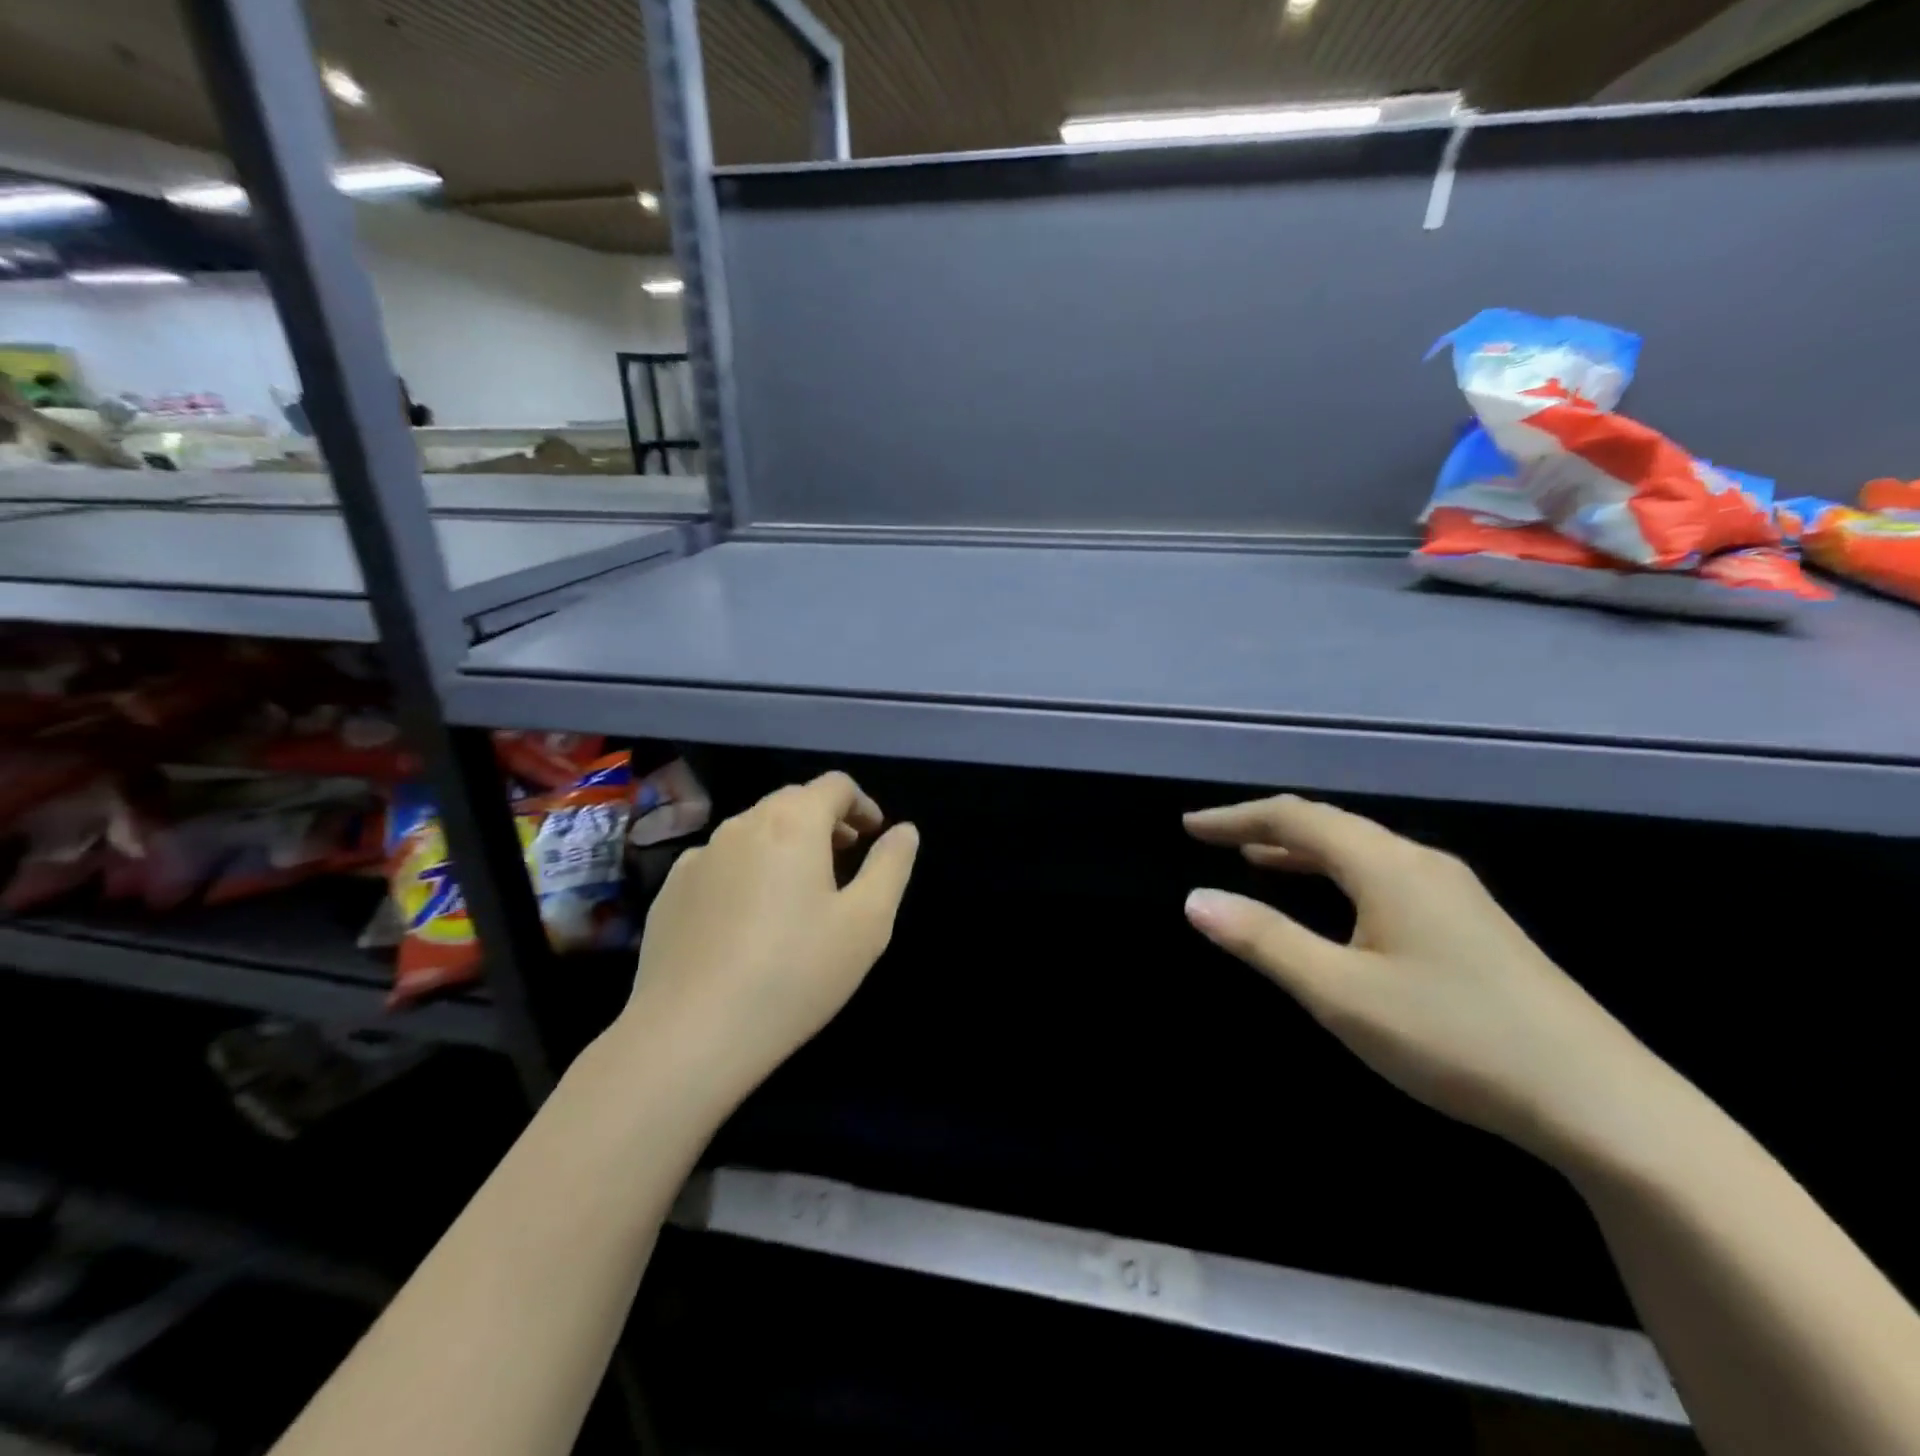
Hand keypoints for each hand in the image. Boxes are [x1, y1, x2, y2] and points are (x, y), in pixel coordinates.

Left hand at [619, 772, 918, 1102]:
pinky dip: (746, 872)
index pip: (834, 785)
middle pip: (791, 802)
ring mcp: (697, 857)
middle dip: (825, 821)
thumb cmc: (794, 973)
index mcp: (792, 823)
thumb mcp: (866, 922)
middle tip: (845, 860)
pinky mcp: (670, 892)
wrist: (689, 1035)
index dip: (862, 804)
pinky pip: (719, 864)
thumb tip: (904, 831)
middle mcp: (741, 826)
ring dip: (785, 845)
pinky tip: (748, 922)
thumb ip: (891, 866)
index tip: (873, 836)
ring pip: (753, 832)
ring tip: (799, 894)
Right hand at [1183, 795, 1661, 1166]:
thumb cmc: (1454, 1038)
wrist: (1604, 1104)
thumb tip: (1196, 899)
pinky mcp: (1473, 924)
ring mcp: (1454, 892)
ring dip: (1303, 850)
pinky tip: (1336, 905)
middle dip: (1266, 827)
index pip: (1296, 818)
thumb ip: (1264, 941)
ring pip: (1361, 850)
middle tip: (1215, 840)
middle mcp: (1420, 862)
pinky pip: (1384, 875)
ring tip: (1258, 860)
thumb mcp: (1340, 993)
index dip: (1237, 818)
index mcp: (1387, 865)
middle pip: (1330, 825)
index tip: (1190, 827)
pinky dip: (1339, 874)